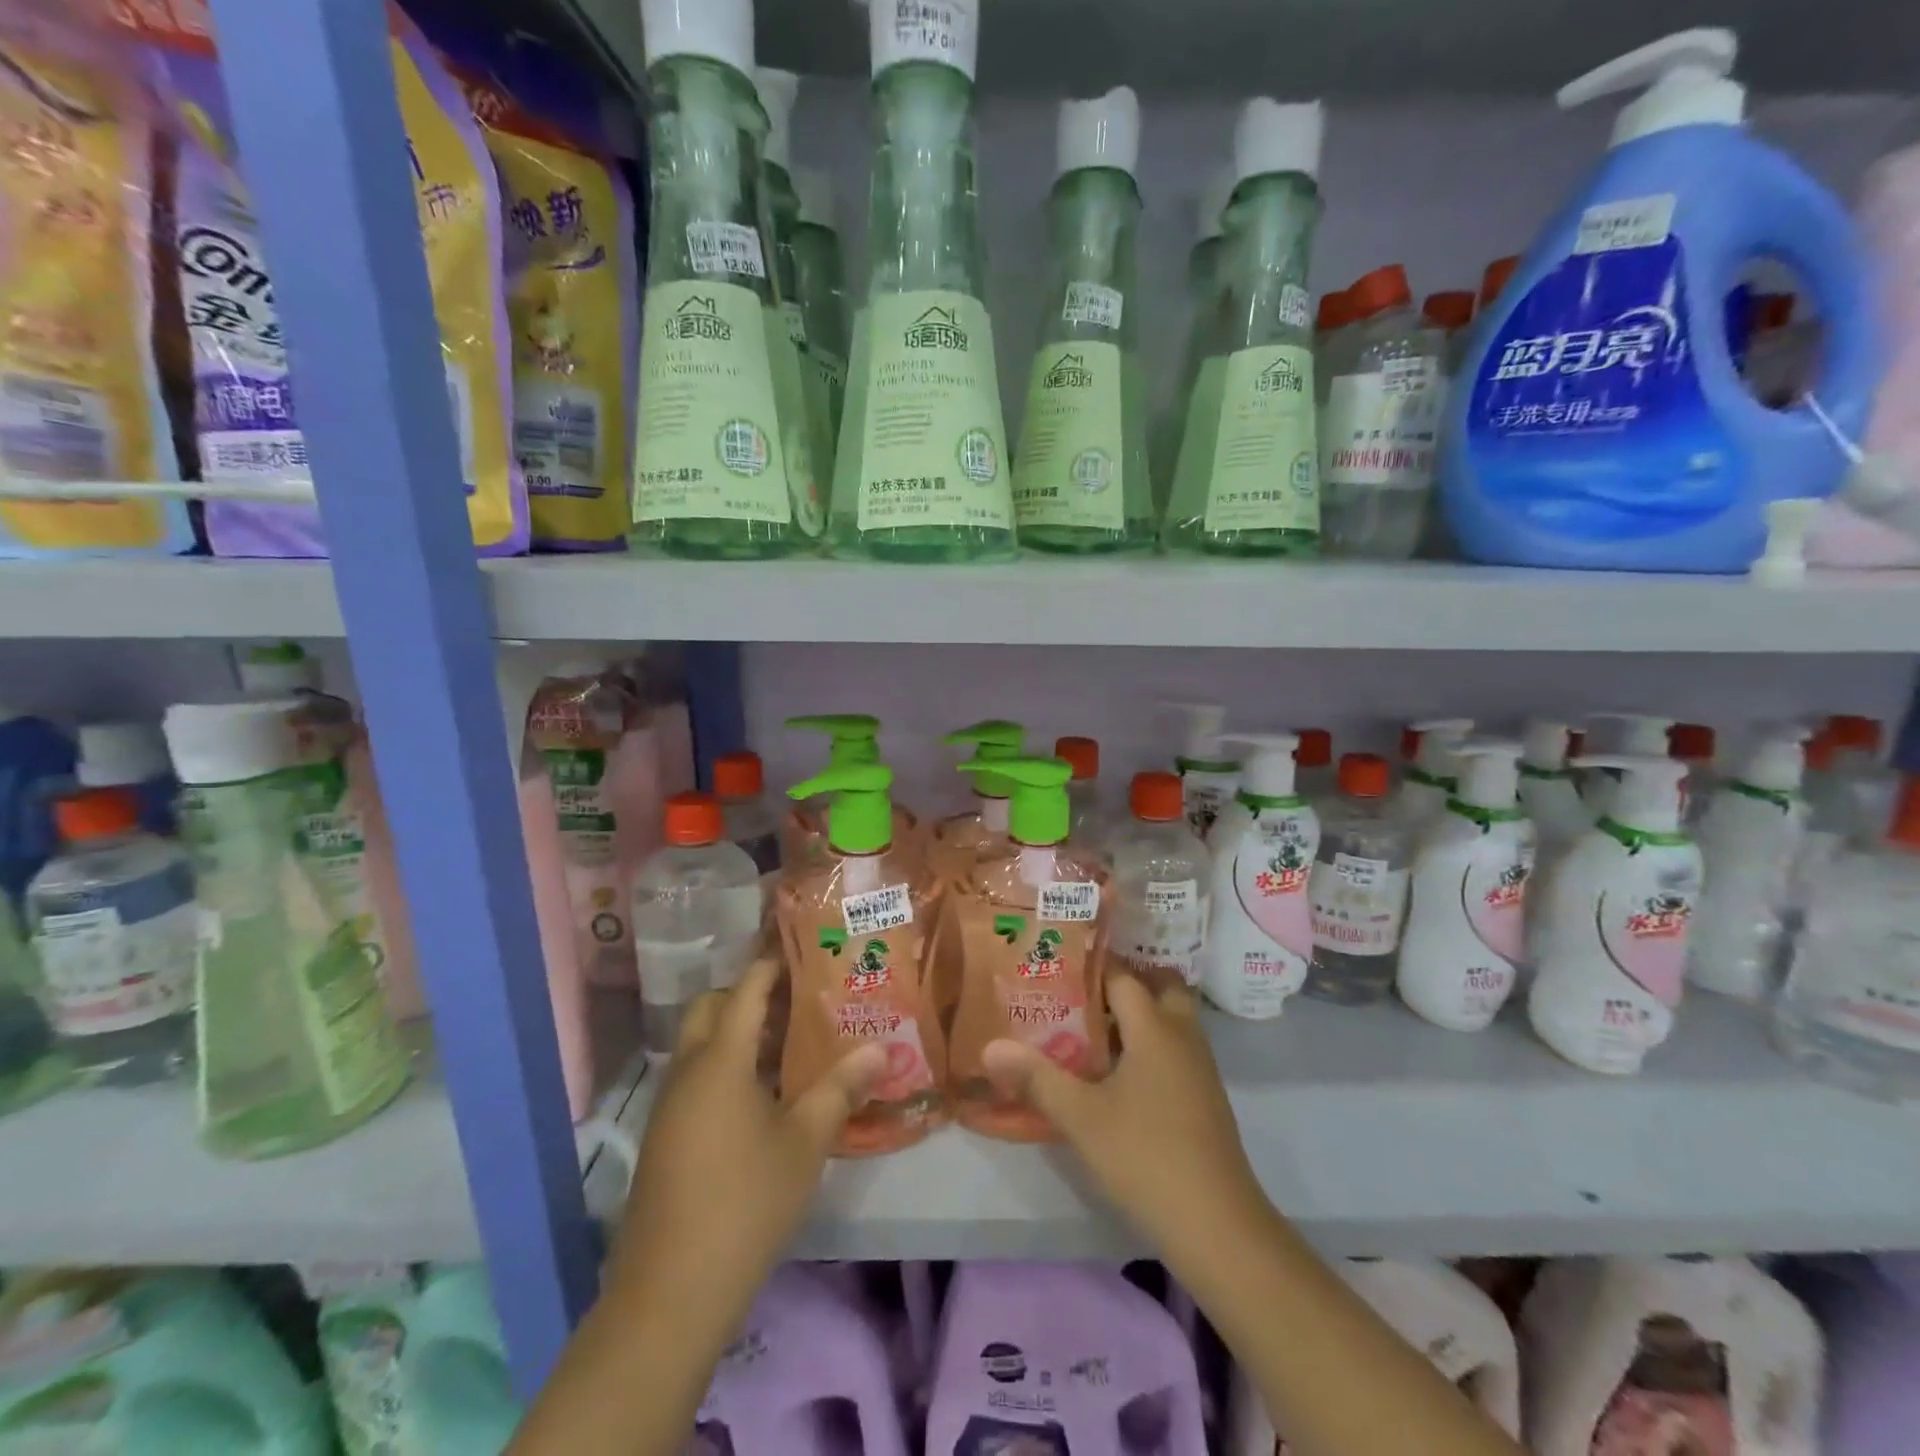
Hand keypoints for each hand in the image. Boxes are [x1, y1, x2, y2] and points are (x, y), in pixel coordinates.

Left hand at [605, 959, 884, 1324]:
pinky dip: (723, 1067)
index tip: (800, 949)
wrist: (670, 1292)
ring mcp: (669, 1106)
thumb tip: (881, 1047)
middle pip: (709, 1009)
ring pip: (698, 1045)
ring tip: (785, 1044)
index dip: (770, 966)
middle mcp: (687, 1071)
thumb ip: (841, 1088)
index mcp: (720, 1061)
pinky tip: (759, 1096)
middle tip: (795, 1001)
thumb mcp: (805, 1142)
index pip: (744, 991)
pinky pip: (693, 1078)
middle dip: (746, 995)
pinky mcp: (663, 1137)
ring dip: (735, 1034)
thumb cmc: (745, 1202)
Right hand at [982, 971, 1273, 1256]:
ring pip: (1171, 1020)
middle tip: (1083, 994)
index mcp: (1155, 1028)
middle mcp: (1182, 1036)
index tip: (1057, 964)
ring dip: (1140, 1016)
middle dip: (1126, 983)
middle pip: (1160, 987)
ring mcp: (1200, 1068)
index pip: (1123, 976)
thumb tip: (990, 1047)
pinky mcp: (1205, 1097)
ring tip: (1092, 1029)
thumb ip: (1036, 1078)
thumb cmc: (1146, 1157)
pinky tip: (1119, 1074)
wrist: (1218, 1225)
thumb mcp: (1081, 1118)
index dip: (1092, 966)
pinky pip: (1176, 1049)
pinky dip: (1151, 1045)